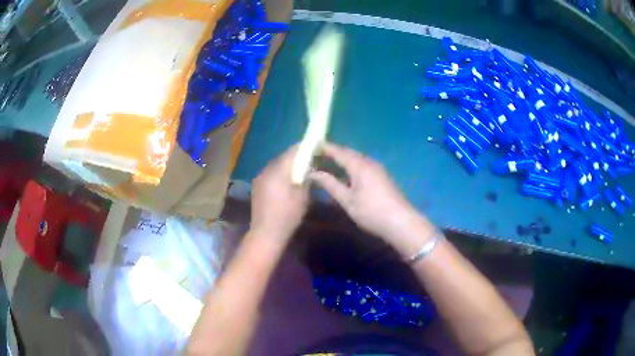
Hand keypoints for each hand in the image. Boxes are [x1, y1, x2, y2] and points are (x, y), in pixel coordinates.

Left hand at [251, 145, 309, 241]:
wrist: (266, 232)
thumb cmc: (288, 215)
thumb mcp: (303, 196)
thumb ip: (306, 178)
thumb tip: (308, 168)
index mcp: (279, 170)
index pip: (293, 151)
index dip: (304, 148)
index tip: (314, 147)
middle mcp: (267, 170)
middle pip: (283, 157)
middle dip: (295, 157)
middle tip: (308, 161)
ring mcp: (259, 177)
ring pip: (276, 165)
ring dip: (286, 166)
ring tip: (298, 173)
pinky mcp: (257, 186)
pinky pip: (270, 173)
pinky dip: (279, 174)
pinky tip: (285, 183)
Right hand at [309, 143, 429, 247]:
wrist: (401, 222)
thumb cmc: (371, 211)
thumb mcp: (347, 200)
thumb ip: (330, 184)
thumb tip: (313, 173)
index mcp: (359, 165)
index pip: (338, 151)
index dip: (324, 148)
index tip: (309, 147)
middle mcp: (369, 162)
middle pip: (348, 153)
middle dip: (332, 153)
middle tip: (315, 157)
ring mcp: (377, 168)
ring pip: (356, 159)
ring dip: (342, 160)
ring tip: (326, 165)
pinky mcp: (381, 176)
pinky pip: (362, 165)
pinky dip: (350, 166)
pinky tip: (344, 175)